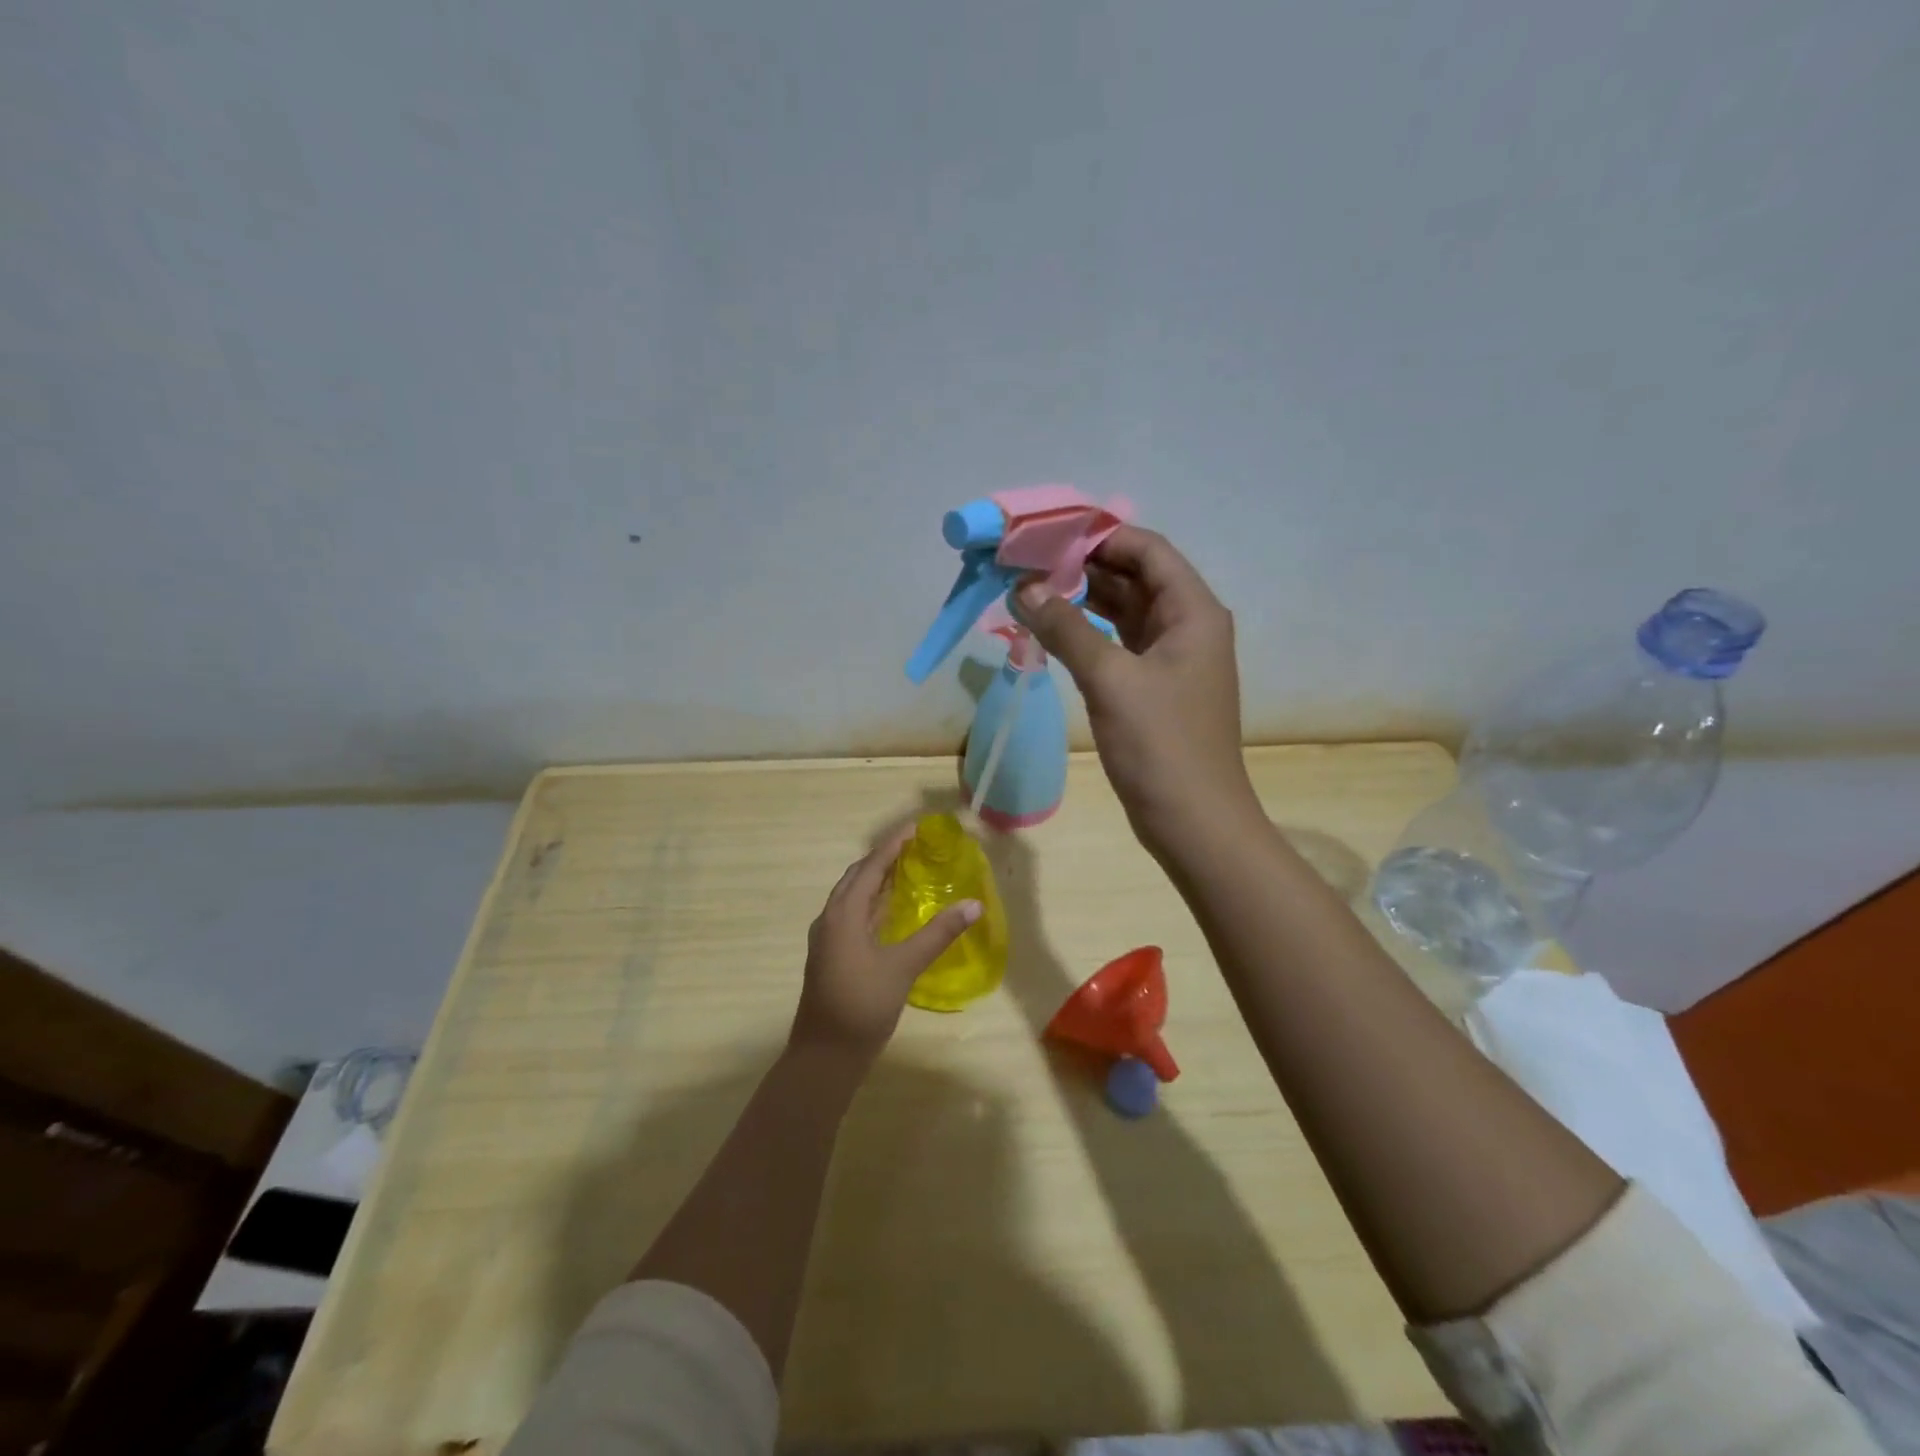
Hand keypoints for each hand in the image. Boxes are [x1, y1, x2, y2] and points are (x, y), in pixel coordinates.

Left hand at [789, 826, 982, 1064]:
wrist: (824, 1056)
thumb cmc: (862, 1005)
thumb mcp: (904, 967)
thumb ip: (938, 933)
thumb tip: (973, 904)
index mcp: (843, 914)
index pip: (870, 867)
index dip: (892, 845)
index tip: (915, 828)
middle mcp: (830, 919)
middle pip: (856, 877)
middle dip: (881, 859)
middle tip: (912, 848)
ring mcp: (826, 939)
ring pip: (851, 898)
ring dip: (874, 881)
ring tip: (904, 871)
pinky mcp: (829, 956)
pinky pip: (850, 915)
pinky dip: (870, 904)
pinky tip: (889, 913)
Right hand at [1017, 526, 1259, 855]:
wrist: (1194, 821)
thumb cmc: (1161, 745)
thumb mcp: (1110, 680)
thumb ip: (1067, 629)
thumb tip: (1025, 589)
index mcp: (1193, 611)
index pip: (1147, 549)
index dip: (1100, 536)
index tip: (1048, 535)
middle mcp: (1187, 626)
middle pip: (1135, 577)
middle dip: (1084, 566)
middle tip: (1028, 563)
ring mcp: (1172, 659)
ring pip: (1124, 612)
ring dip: (1083, 600)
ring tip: (1031, 591)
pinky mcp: (1154, 688)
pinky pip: (1119, 644)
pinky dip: (1088, 634)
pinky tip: (1053, 631)